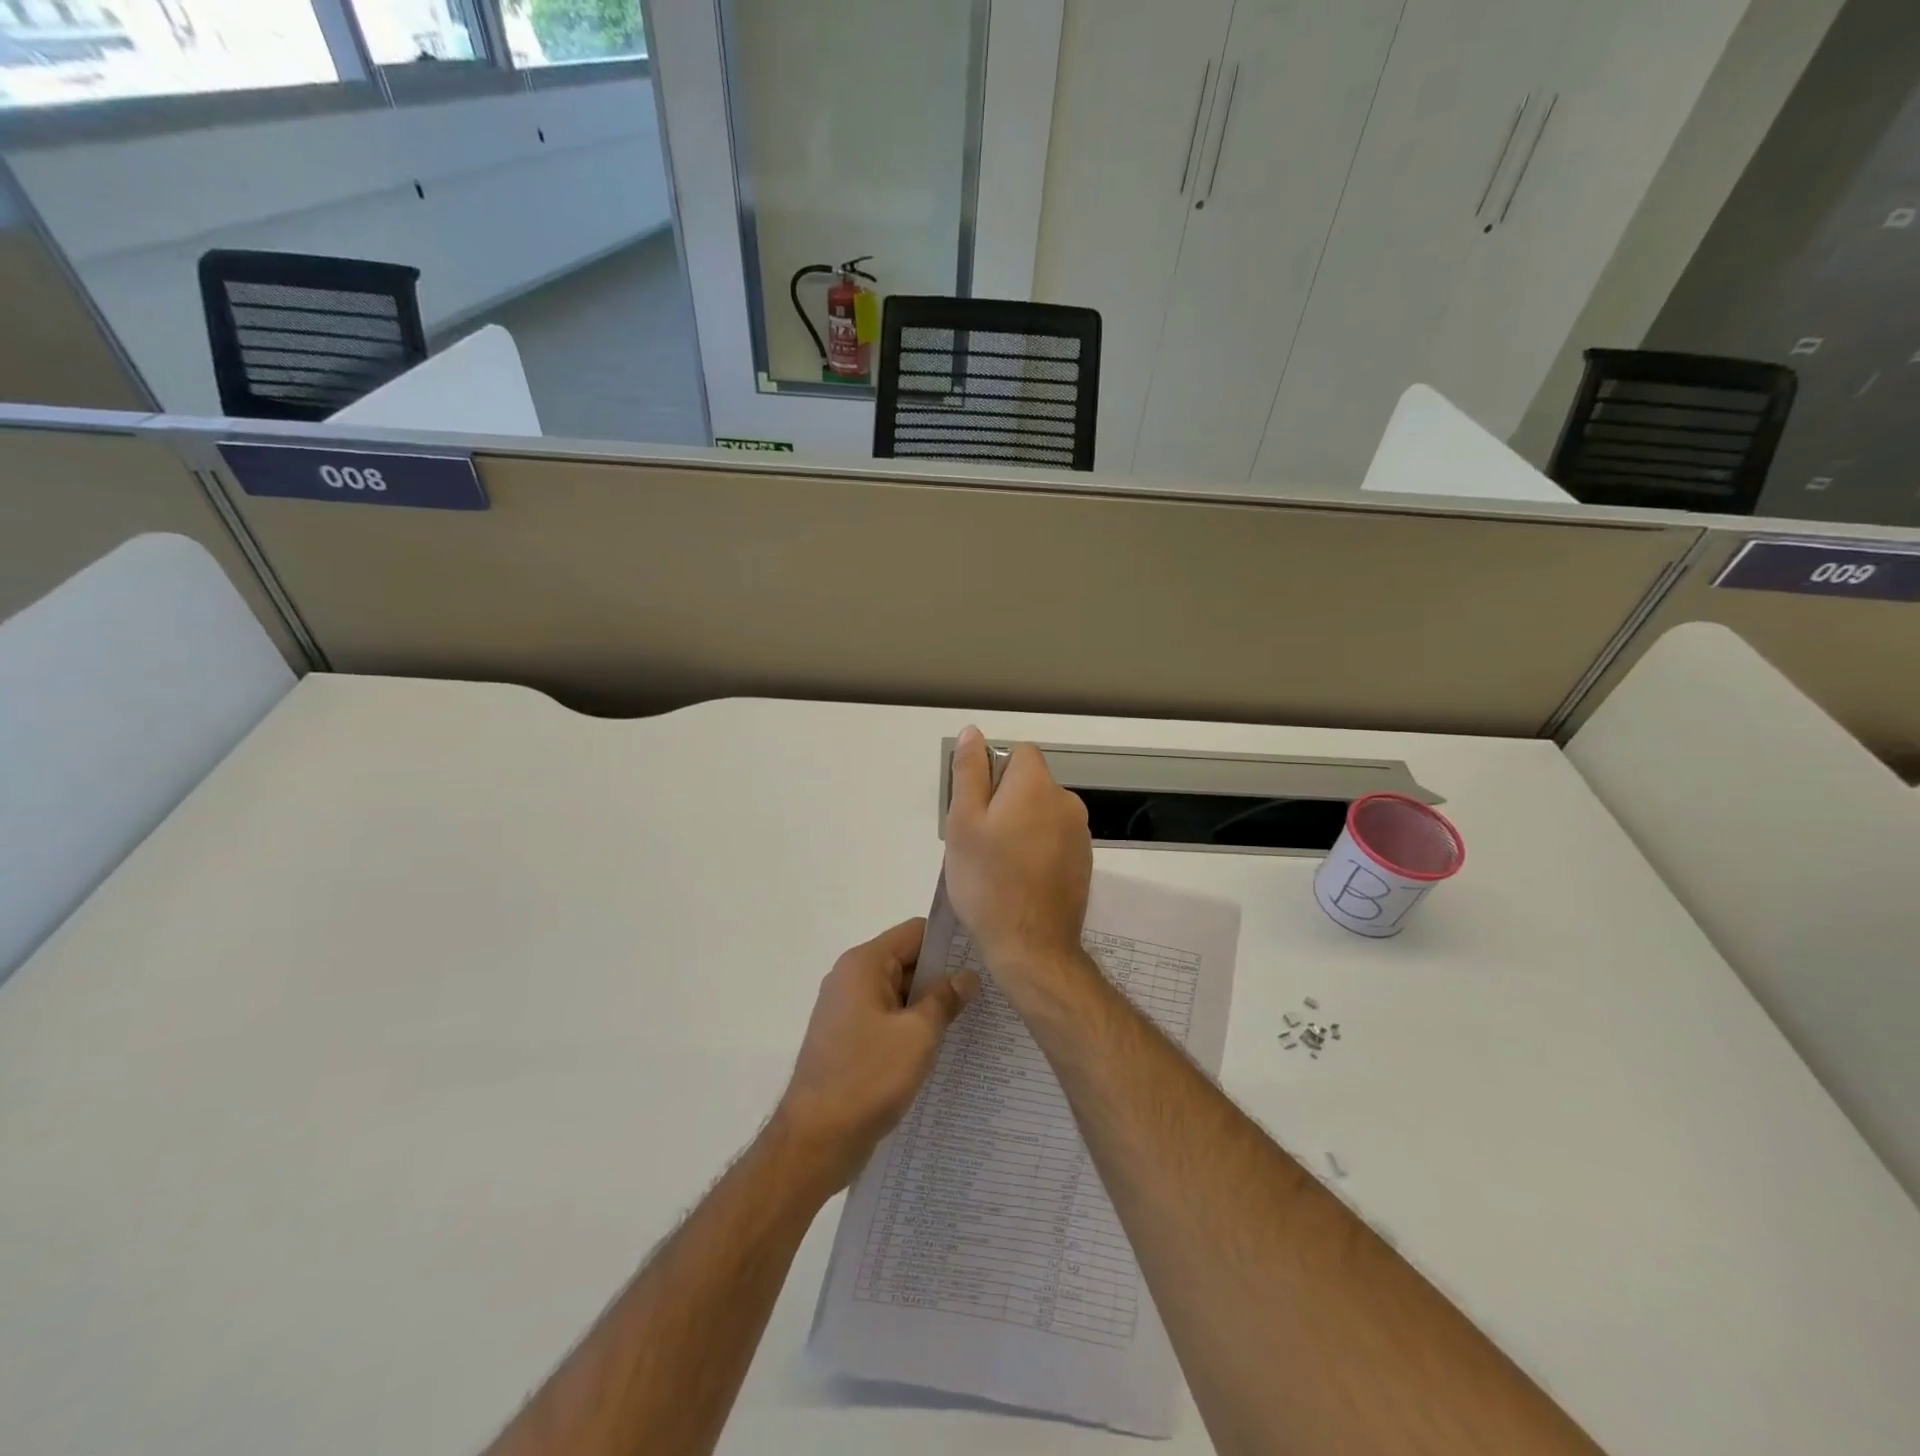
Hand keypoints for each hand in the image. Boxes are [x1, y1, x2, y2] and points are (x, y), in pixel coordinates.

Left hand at [774, 918, 978, 1192]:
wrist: (814, 1142)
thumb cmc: (867, 1078)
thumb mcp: (917, 1035)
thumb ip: (944, 999)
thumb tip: (967, 975)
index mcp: (864, 964)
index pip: (915, 932)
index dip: (950, 942)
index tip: (984, 958)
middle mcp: (851, 978)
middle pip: (907, 960)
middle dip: (943, 976)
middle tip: (986, 993)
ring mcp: (847, 1010)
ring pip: (899, 993)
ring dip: (929, 1005)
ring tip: (972, 1020)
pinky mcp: (848, 1039)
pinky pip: (888, 1019)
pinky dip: (912, 1027)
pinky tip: (941, 1047)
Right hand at [943, 726, 1092, 983]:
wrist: (1032, 946)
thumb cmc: (988, 881)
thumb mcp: (964, 822)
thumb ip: (969, 772)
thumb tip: (974, 732)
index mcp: (1037, 785)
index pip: (1019, 753)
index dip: (993, 772)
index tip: (976, 807)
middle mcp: (1067, 801)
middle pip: (1030, 783)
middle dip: (1005, 801)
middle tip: (979, 840)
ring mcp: (1080, 834)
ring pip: (1041, 813)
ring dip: (1021, 826)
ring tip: (997, 864)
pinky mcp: (1083, 862)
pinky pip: (1054, 839)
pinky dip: (1037, 848)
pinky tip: (1019, 879)